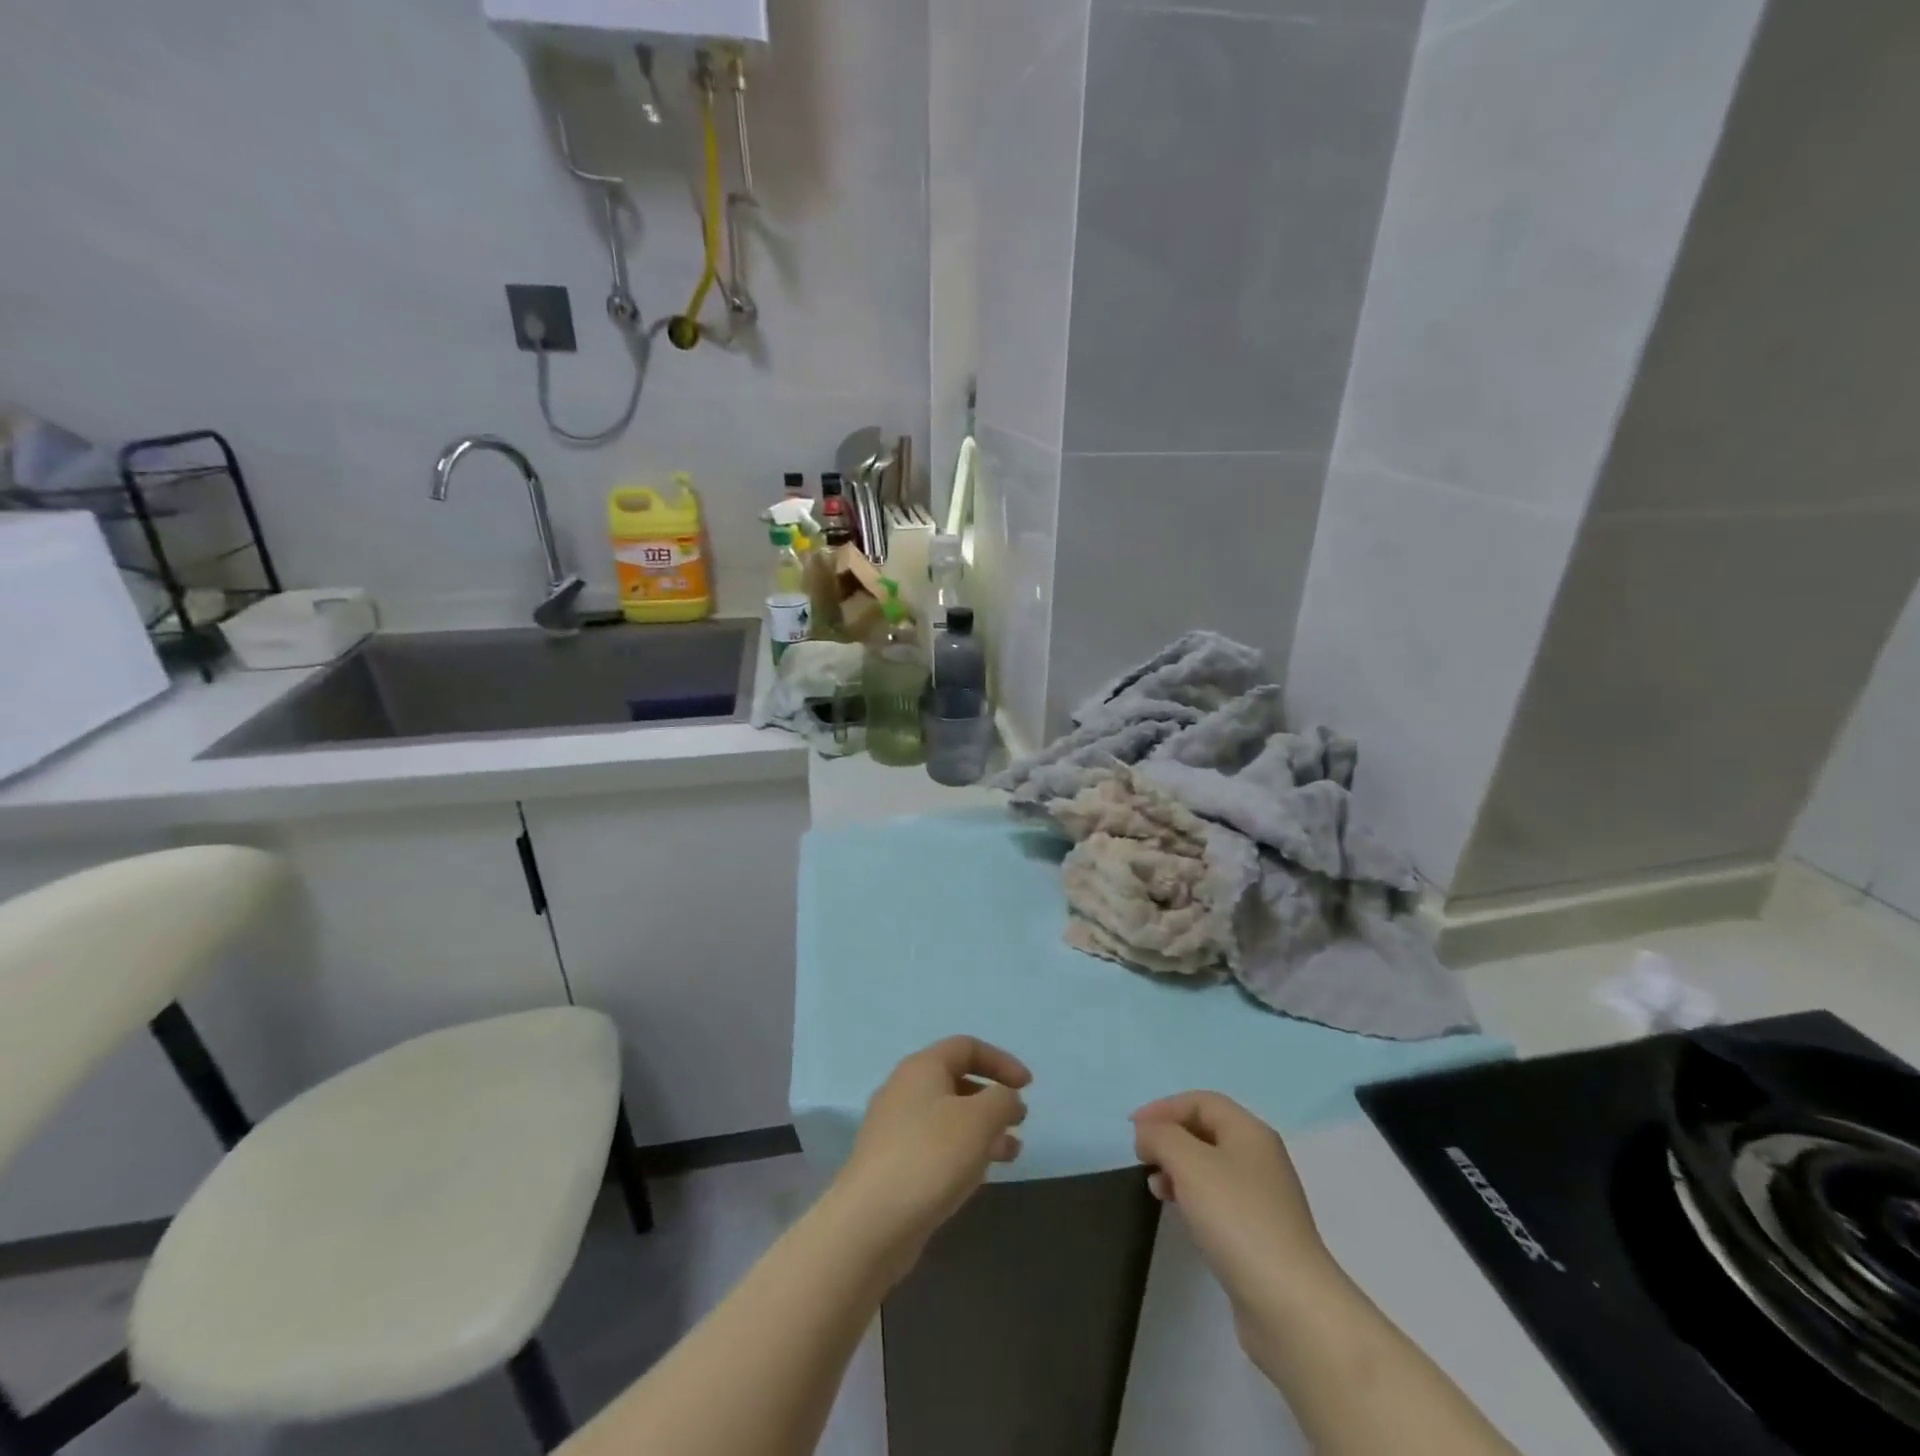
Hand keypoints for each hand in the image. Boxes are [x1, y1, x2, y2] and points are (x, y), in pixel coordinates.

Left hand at [831, 1036, 1030, 1277]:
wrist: (870, 1223)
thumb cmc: (930, 1157)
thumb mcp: (979, 1120)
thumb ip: (1002, 1100)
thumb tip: (1006, 1098)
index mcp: (922, 1067)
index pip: (967, 1047)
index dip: (1001, 1061)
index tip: (1028, 1086)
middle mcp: (904, 1089)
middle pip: (956, 1080)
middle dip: (993, 1098)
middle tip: (1020, 1120)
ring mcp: (895, 1128)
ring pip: (948, 1117)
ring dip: (983, 1128)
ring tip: (1012, 1152)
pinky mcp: (892, 1164)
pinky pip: (936, 1145)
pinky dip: (963, 1151)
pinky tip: (980, 1175)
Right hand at [1132, 1092, 1338, 1317]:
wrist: (1290, 1307)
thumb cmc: (1238, 1220)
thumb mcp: (1190, 1164)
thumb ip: (1161, 1136)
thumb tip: (1148, 1134)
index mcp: (1250, 1133)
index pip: (1201, 1101)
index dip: (1164, 1107)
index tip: (1132, 1129)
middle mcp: (1260, 1159)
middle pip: (1206, 1131)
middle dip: (1170, 1137)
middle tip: (1142, 1158)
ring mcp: (1262, 1199)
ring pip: (1210, 1167)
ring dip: (1177, 1168)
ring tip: (1154, 1187)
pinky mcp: (1258, 1235)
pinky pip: (1217, 1200)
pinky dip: (1191, 1197)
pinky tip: (1178, 1214)